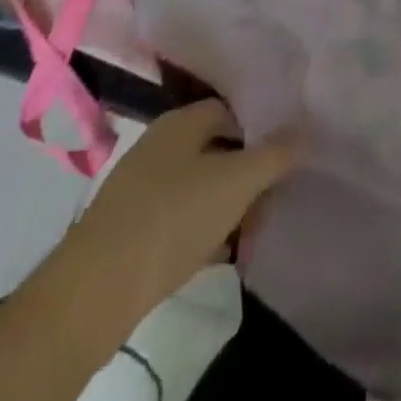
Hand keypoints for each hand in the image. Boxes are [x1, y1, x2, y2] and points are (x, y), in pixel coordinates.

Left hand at [55, 99, 298, 327]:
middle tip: (270, 200)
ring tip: (249, 233)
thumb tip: (305, 132)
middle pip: (216, 149)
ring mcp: (139, 187)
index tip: (283, 157)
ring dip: (226, 206)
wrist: (95, 290)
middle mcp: (158, 145)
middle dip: (246, 174)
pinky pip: (177, 218)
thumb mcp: (236, 182)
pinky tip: (217, 254)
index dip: (260, 130)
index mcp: (181, 122)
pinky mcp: (128, 228)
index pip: (230, 110)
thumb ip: (274, 155)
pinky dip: (200, 230)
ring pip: (197, 186)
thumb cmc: (173, 218)